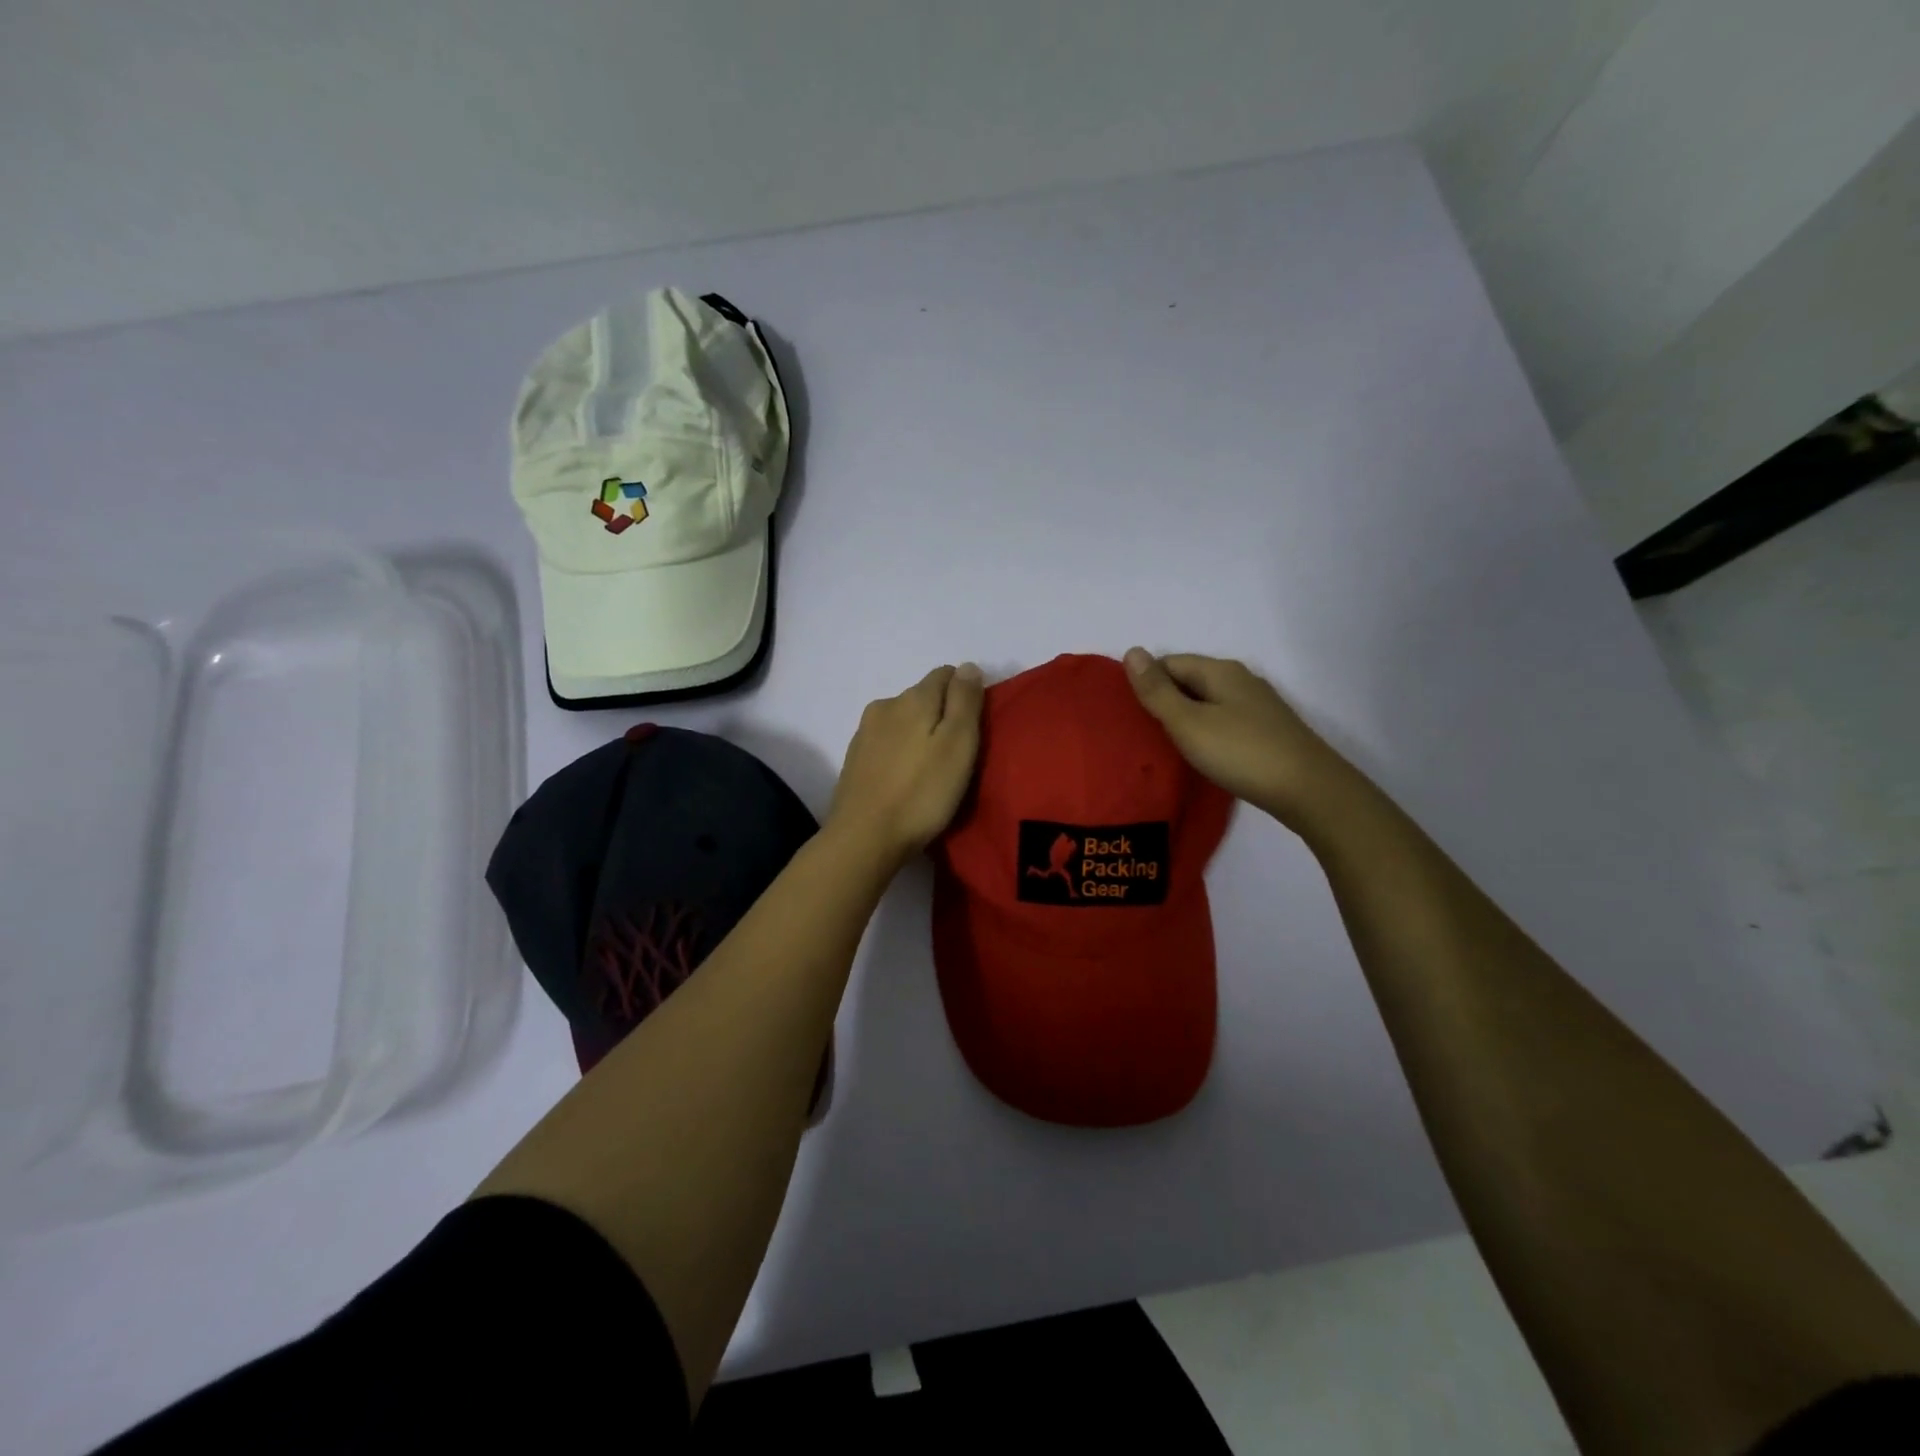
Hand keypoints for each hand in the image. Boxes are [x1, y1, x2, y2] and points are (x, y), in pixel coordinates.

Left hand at [828, 664, 984, 862]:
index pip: (945, 674)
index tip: (976, 727)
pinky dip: (902, 752)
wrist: (864, 837)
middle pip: (922, 697)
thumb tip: (968, 666)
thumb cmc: (921, 793)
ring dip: (920, 735)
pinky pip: (887, 743)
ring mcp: (865, 733)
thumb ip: (965, 701)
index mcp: (912, 698)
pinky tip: (908, 779)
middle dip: (942, 714)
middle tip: (959, 754)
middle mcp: (885, 705)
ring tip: (933, 770)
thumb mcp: (958, 744)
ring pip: (903, 720)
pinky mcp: (854, 760)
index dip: (965, 693)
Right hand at [1123, 648, 1361, 831]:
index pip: (1169, 662)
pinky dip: (1206, 732)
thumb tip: (1131, 651)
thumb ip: (1157, 691)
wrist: (1308, 790)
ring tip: (1165, 745)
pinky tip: (1201, 754)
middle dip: (1164, 700)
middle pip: (1189, 680)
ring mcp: (1258, 706)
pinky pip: (1224, 721)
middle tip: (1141, 732)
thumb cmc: (1241, 752)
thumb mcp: (1188, 722)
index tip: (1127, 713)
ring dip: (1185, 718)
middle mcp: (1240, 680)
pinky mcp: (1267, 731)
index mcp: (1220, 671)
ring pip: (1208, 702)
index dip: (1145, 683)